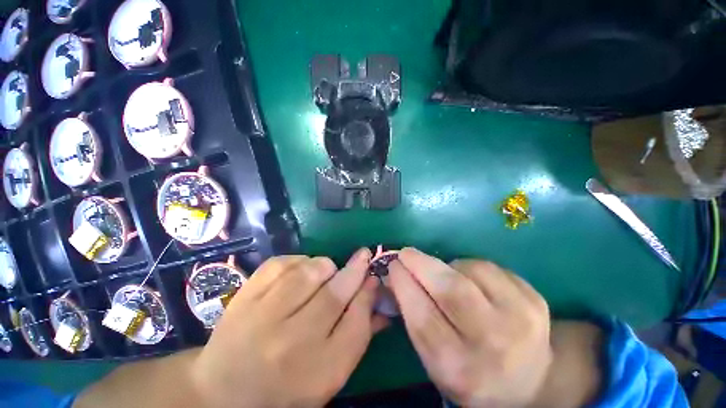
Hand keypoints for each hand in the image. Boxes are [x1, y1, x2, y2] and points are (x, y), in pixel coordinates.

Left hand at [192, 249, 385, 407]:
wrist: (224, 391)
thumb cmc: (287, 387)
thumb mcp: (330, 372)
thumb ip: (358, 330)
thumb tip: (375, 291)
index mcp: (318, 370)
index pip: (357, 322)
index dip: (368, 293)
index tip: (373, 276)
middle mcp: (292, 343)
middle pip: (335, 293)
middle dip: (355, 270)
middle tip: (362, 257)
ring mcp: (263, 316)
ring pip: (309, 271)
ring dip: (324, 266)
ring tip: (324, 274)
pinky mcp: (245, 296)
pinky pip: (282, 262)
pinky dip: (298, 261)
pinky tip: (298, 272)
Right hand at [388, 248, 552, 406]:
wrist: (530, 380)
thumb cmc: (469, 370)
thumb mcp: (434, 358)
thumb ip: (412, 316)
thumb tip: (394, 275)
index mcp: (460, 368)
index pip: (423, 318)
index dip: (404, 284)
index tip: (393, 266)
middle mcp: (493, 345)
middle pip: (451, 290)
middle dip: (421, 264)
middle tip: (406, 253)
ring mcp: (521, 319)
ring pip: (470, 269)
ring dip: (448, 266)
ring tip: (445, 275)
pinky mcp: (534, 299)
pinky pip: (488, 267)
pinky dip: (469, 266)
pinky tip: (470, 280)